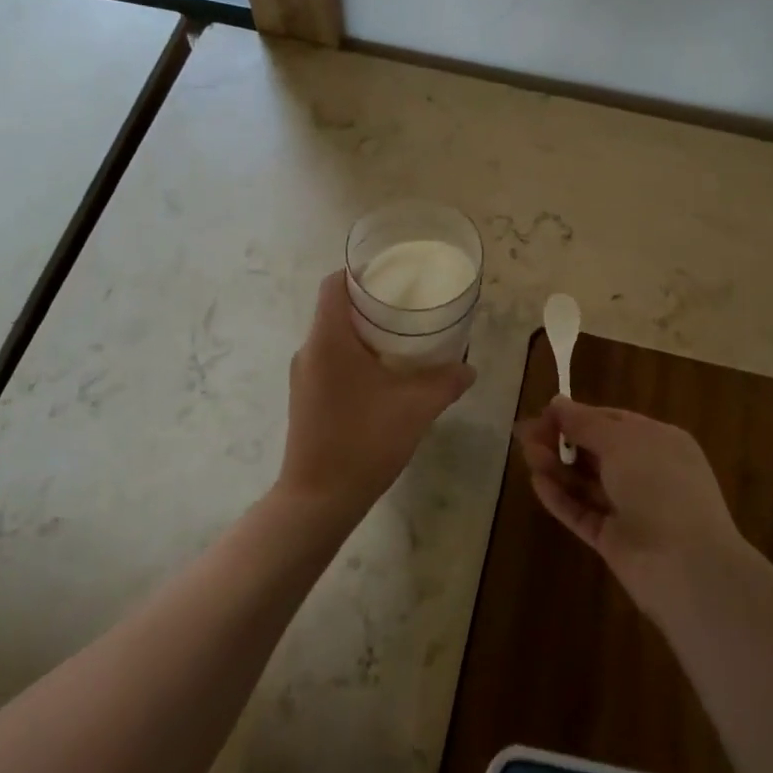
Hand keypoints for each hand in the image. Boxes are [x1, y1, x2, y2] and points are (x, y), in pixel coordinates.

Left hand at [280, 271, 474, 522]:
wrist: (318, 500)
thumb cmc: (364, 441)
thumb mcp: (415, 408)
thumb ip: (446, 382)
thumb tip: (468, 368)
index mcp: (328, 339)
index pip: (334, 284)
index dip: (360, 272)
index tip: (393, 275)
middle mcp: (309, 350)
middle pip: (336, 308)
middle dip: (371, 303)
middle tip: (409, 306)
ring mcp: (303, 376)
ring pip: (333, 337)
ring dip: (364, 333)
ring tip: (402, 340)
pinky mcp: (306, 399)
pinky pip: (330, 361)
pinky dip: (355, 357)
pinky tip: (384, 377)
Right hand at [516, 399, 744, 616]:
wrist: (686, 567)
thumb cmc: (659, 486)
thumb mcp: (622, 442)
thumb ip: (585, 422)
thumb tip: (557, 402)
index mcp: (660, 441)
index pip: (613, 420)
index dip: (578, 415)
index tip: (543, 413)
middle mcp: (648, 472)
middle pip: (597, 450)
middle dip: (562, 440)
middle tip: (525, 435)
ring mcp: (632, 509)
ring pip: (587, 481)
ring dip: (557, 465)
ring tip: (526, 455)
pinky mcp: (615, 541)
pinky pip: (583, 512)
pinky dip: (561, 497)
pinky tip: (537, 482)